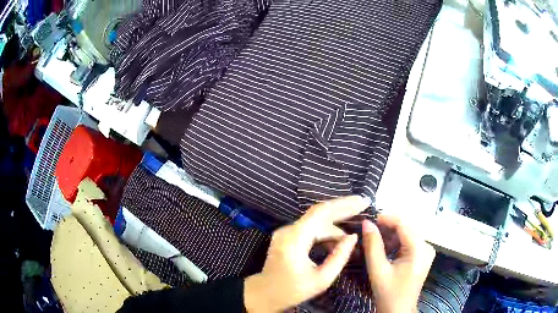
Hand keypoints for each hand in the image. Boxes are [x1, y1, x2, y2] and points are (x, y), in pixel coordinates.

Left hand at [244, 196, 370, 311]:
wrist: (264, 294)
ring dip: (336, 227)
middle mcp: (288, 230)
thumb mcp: (321, 280)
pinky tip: (338, 242)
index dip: (344, 204)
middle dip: (343, 209)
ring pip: (316, 222)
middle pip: (319, 213)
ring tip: (353, 234)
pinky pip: (310, 229)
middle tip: (364, 205)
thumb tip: (353, 237)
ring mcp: (286, 232)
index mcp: (294, 239)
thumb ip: (339, 257)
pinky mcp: (288, 237)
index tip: (364, 201)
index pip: (321, 212)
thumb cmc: (292, 291)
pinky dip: (326, 233)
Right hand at [362, 215, 435, 312]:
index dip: (386, 219)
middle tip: (369, 233)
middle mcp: (426, 246)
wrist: (398, 311)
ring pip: (407, 235)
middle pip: (406, 228)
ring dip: (391, 236)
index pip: (403, 224)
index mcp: (419, 249)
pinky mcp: (423, 256)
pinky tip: (385, 250)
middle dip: (387, 229)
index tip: (369, 220)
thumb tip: (367, 223)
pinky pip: (409, 243)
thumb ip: (373, 245)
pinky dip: (396, 243)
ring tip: (374, 242)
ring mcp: (426, 251)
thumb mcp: (378, 269)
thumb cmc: (388, 293)